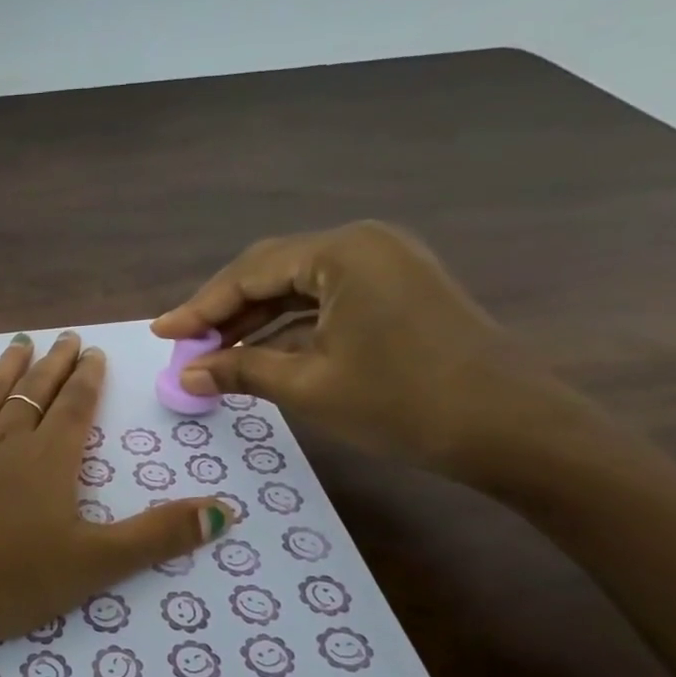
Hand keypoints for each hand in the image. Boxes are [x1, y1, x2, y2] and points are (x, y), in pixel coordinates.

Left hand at [0, 331, 231, 647]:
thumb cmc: (4, 578)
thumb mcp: (92, 565)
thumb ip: (156, 536)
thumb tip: (225, 512)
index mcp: (48, 459)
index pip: (75, 408)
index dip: (88, 381)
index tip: (94, 354)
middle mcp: (5, 438)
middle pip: (35, 391)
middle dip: (55, 364)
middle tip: (67, 337)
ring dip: (8, 366)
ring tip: (22, 341)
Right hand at [151, 221, 586, 484]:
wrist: (514, 431)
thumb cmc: (403, 402)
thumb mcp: (308, 386)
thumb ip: (239, 370)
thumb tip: (184, 376)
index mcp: (342, 252)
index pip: (249, 272)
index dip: (199, 307)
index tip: (161, 334)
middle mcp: (364, 244)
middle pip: (272, 271)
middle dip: (224, 311)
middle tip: (184, 346)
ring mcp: (387, 265)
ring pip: (299, 286)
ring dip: (255, 319)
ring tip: (213, 355)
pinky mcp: (400, 290)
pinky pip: (327, 300)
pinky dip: (290, 325)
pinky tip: (261, 352)